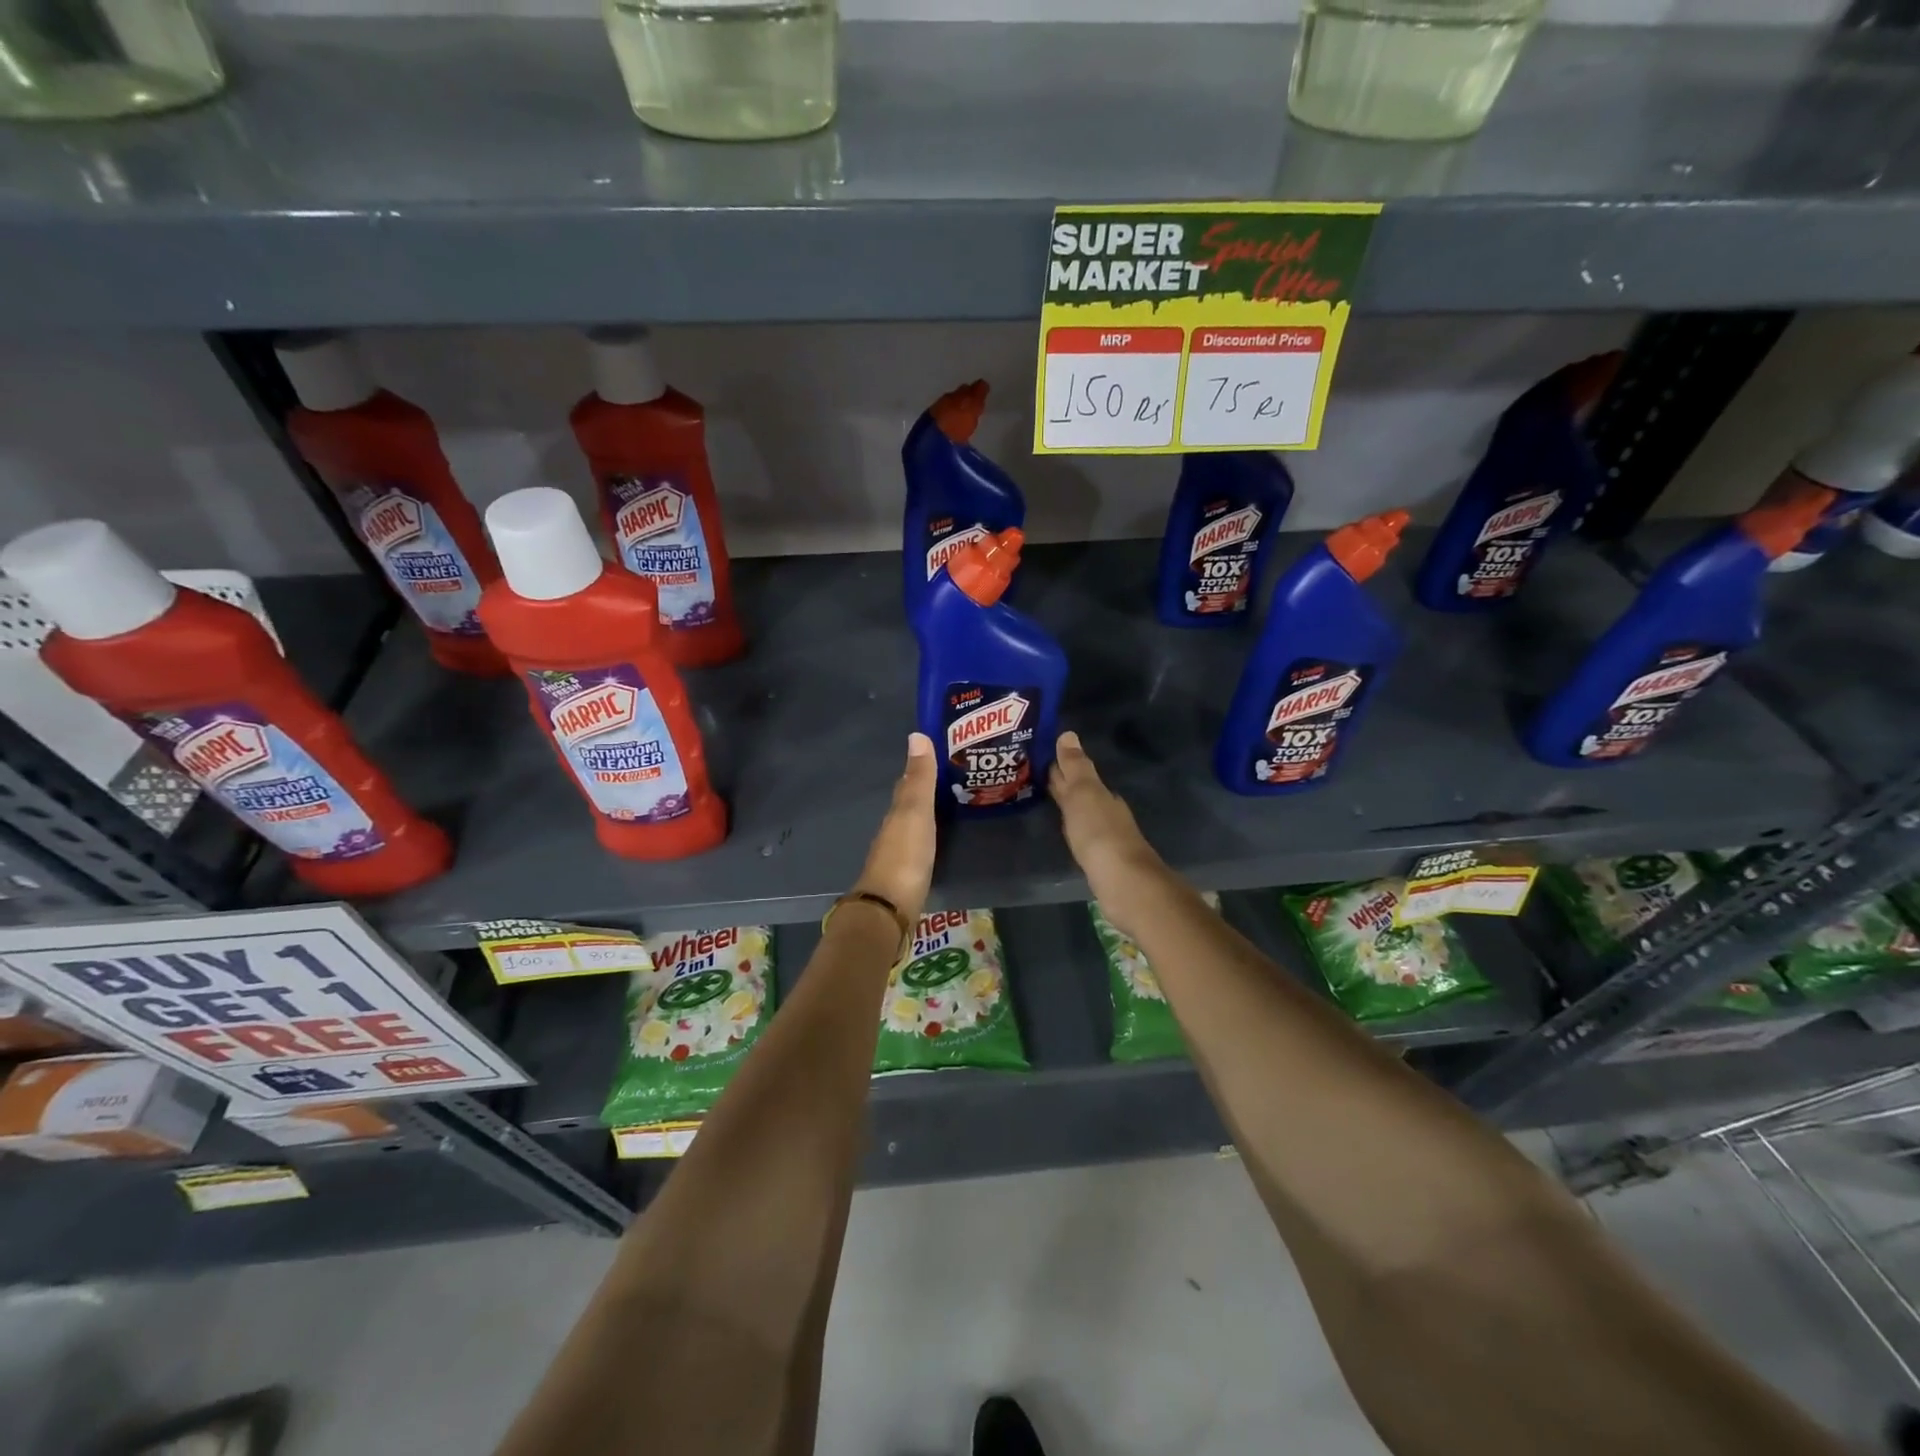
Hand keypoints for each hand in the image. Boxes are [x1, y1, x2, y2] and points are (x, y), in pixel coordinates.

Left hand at [851, 733, 937, 924]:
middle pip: (909, 804)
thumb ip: (919, 779)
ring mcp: (899, 854)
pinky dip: (929, 837)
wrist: (890, 907)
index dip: (919, 769)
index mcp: (896, 812)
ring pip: (913, 826)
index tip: (938, 755)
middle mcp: (894, 830)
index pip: (907, 783)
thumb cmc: (905, 855)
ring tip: (952, 806)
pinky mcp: (907, 876)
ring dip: (927, 815)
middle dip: (925, 791)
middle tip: (952, 779)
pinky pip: (920, 847)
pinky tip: (940, 839)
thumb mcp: (915, 812)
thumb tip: (916, 735)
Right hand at [1049, 731, 1165, 921]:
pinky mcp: (1102, 858)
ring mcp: (1105, 835)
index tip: (1038, 755)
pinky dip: (1072, 825)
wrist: (1123, 881)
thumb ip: (1074, 767)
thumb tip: (1068, 733)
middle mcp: (1106, 810)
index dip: (1058, 764)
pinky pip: (1082, 833)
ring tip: (1044, 799)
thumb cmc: (1099, 833)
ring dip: (1066, 804)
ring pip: (1082, 811)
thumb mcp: (1083, 793)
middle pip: (1080, 790)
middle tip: (1034, 773)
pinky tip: (1065, 829)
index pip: (1076, 772)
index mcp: (1101, 793)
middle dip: (1061, 782)